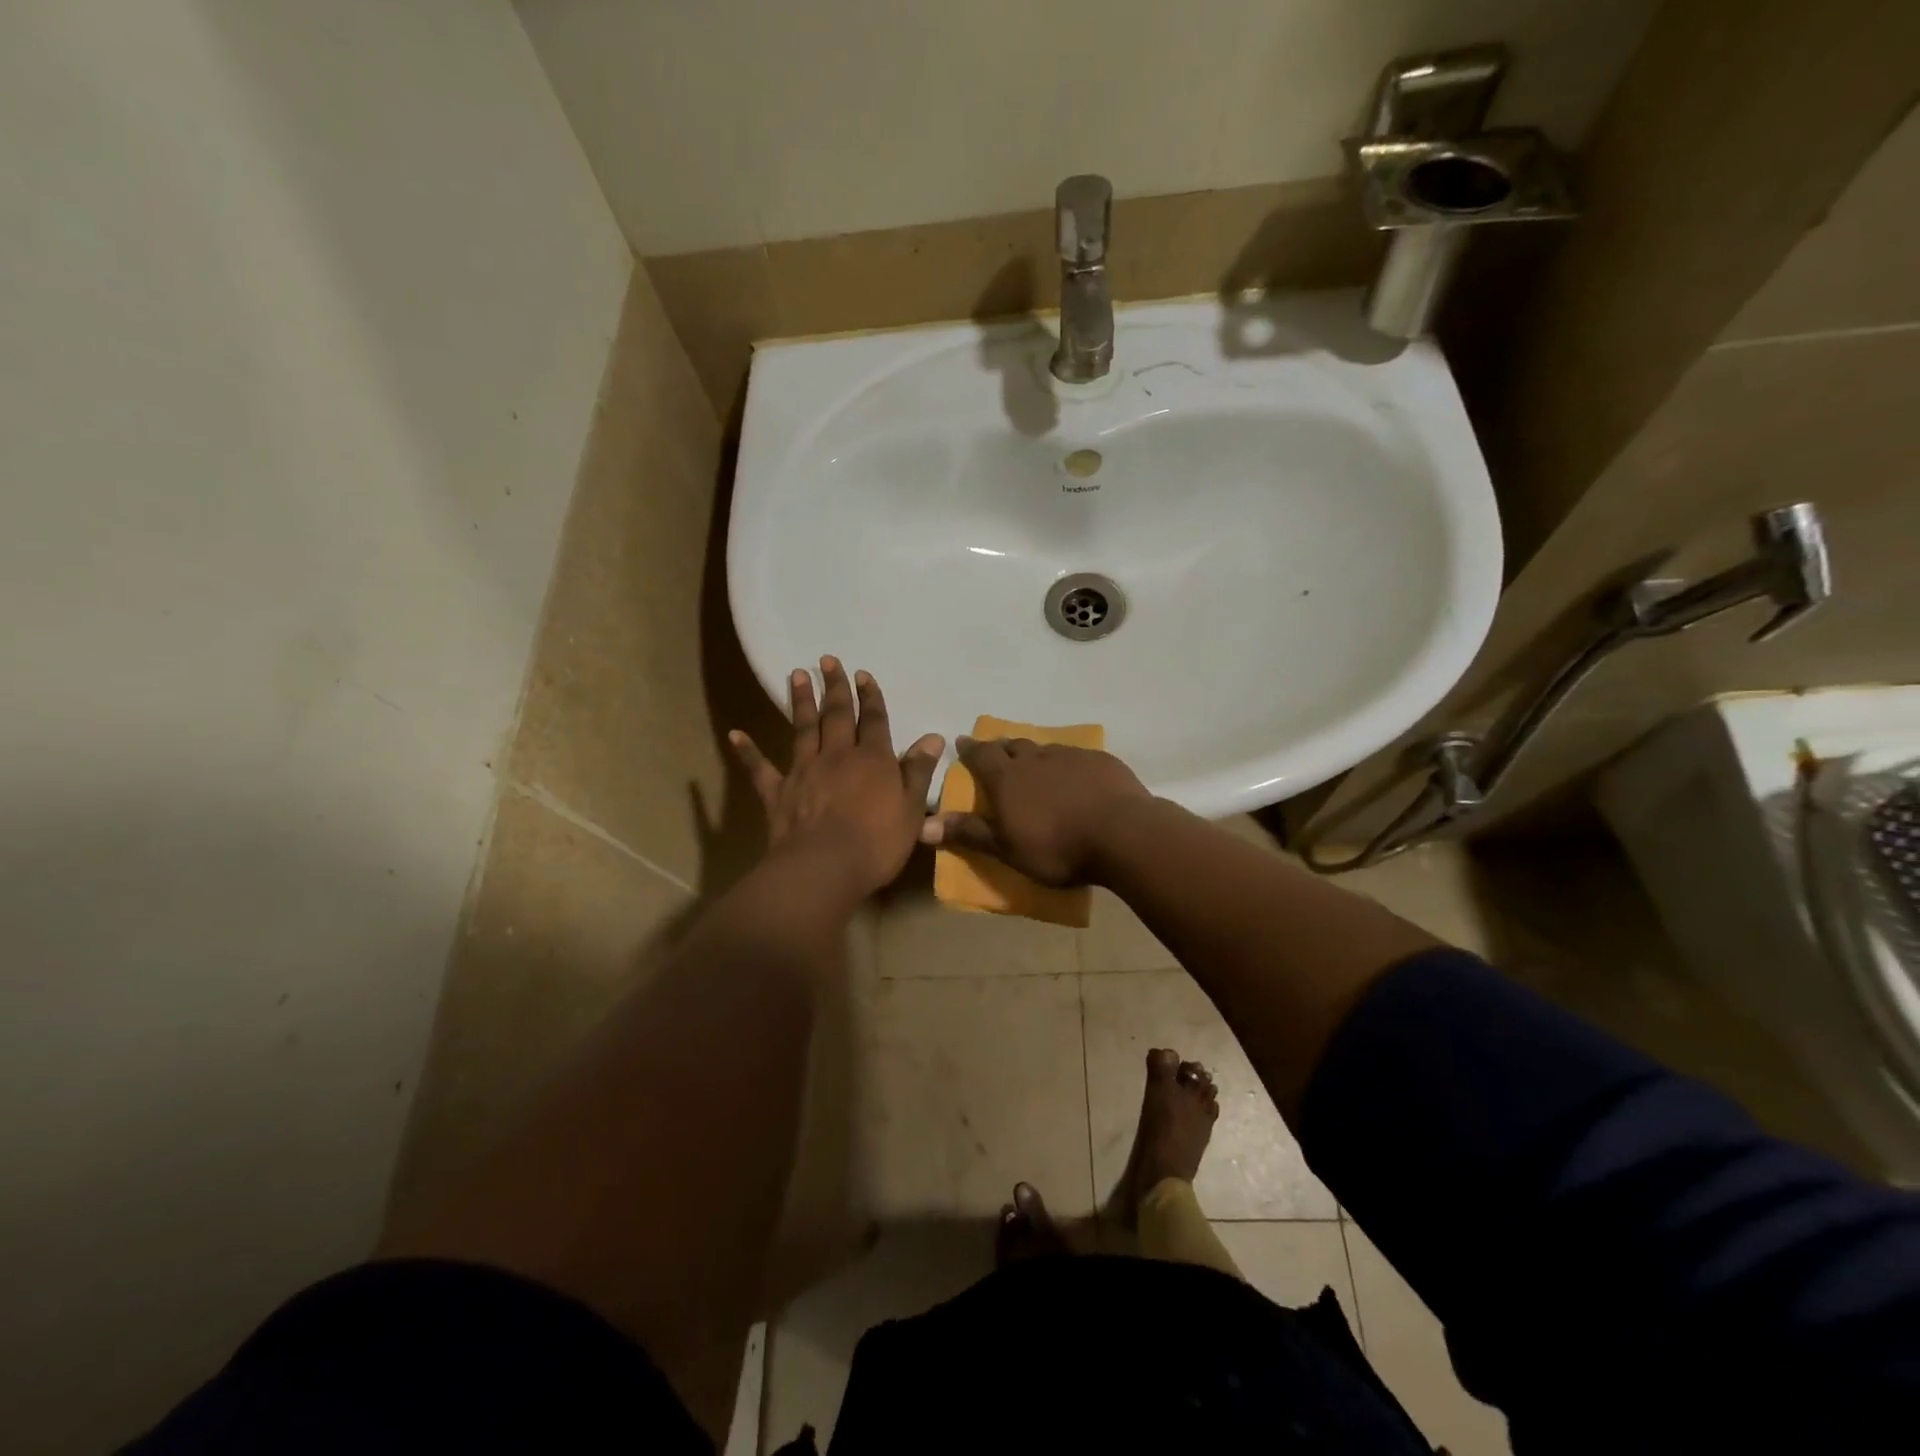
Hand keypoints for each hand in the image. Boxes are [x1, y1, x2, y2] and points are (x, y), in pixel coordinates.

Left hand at [729, 657, 943, 897]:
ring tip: (798, 674)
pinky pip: (759, 768)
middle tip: (828, 659)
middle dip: (835, 687)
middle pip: (837, 715)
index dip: (871, 697)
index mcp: (873, 760)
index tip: (863, 674)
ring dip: (801, 701)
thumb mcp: (911, 809)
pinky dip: (747, 751)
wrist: (824, 868)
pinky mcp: (777, 792)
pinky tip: (735, 734)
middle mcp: (837, 756)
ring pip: (803, 729)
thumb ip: (918, 771)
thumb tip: (932, 737)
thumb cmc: (876, 843)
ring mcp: (804, 771)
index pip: (874, 720)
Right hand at [920, 736, 1150, 886]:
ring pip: (1044, 748)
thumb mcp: (1006, 848)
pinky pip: (1075, 756)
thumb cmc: (1057, 847)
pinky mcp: (1100, 761)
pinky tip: (1074, 775)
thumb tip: (923, 825)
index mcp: (1008, 778)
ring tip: (1033, 763)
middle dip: (1000, 747)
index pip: (981, 755)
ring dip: (1034, 754)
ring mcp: (1070, 756)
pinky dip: (1066, 763)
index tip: (961, 742)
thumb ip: (968, 833)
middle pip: (1012, 745)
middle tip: (995, 751)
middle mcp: (1035, 758)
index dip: (970, 749)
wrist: (1122, 834)